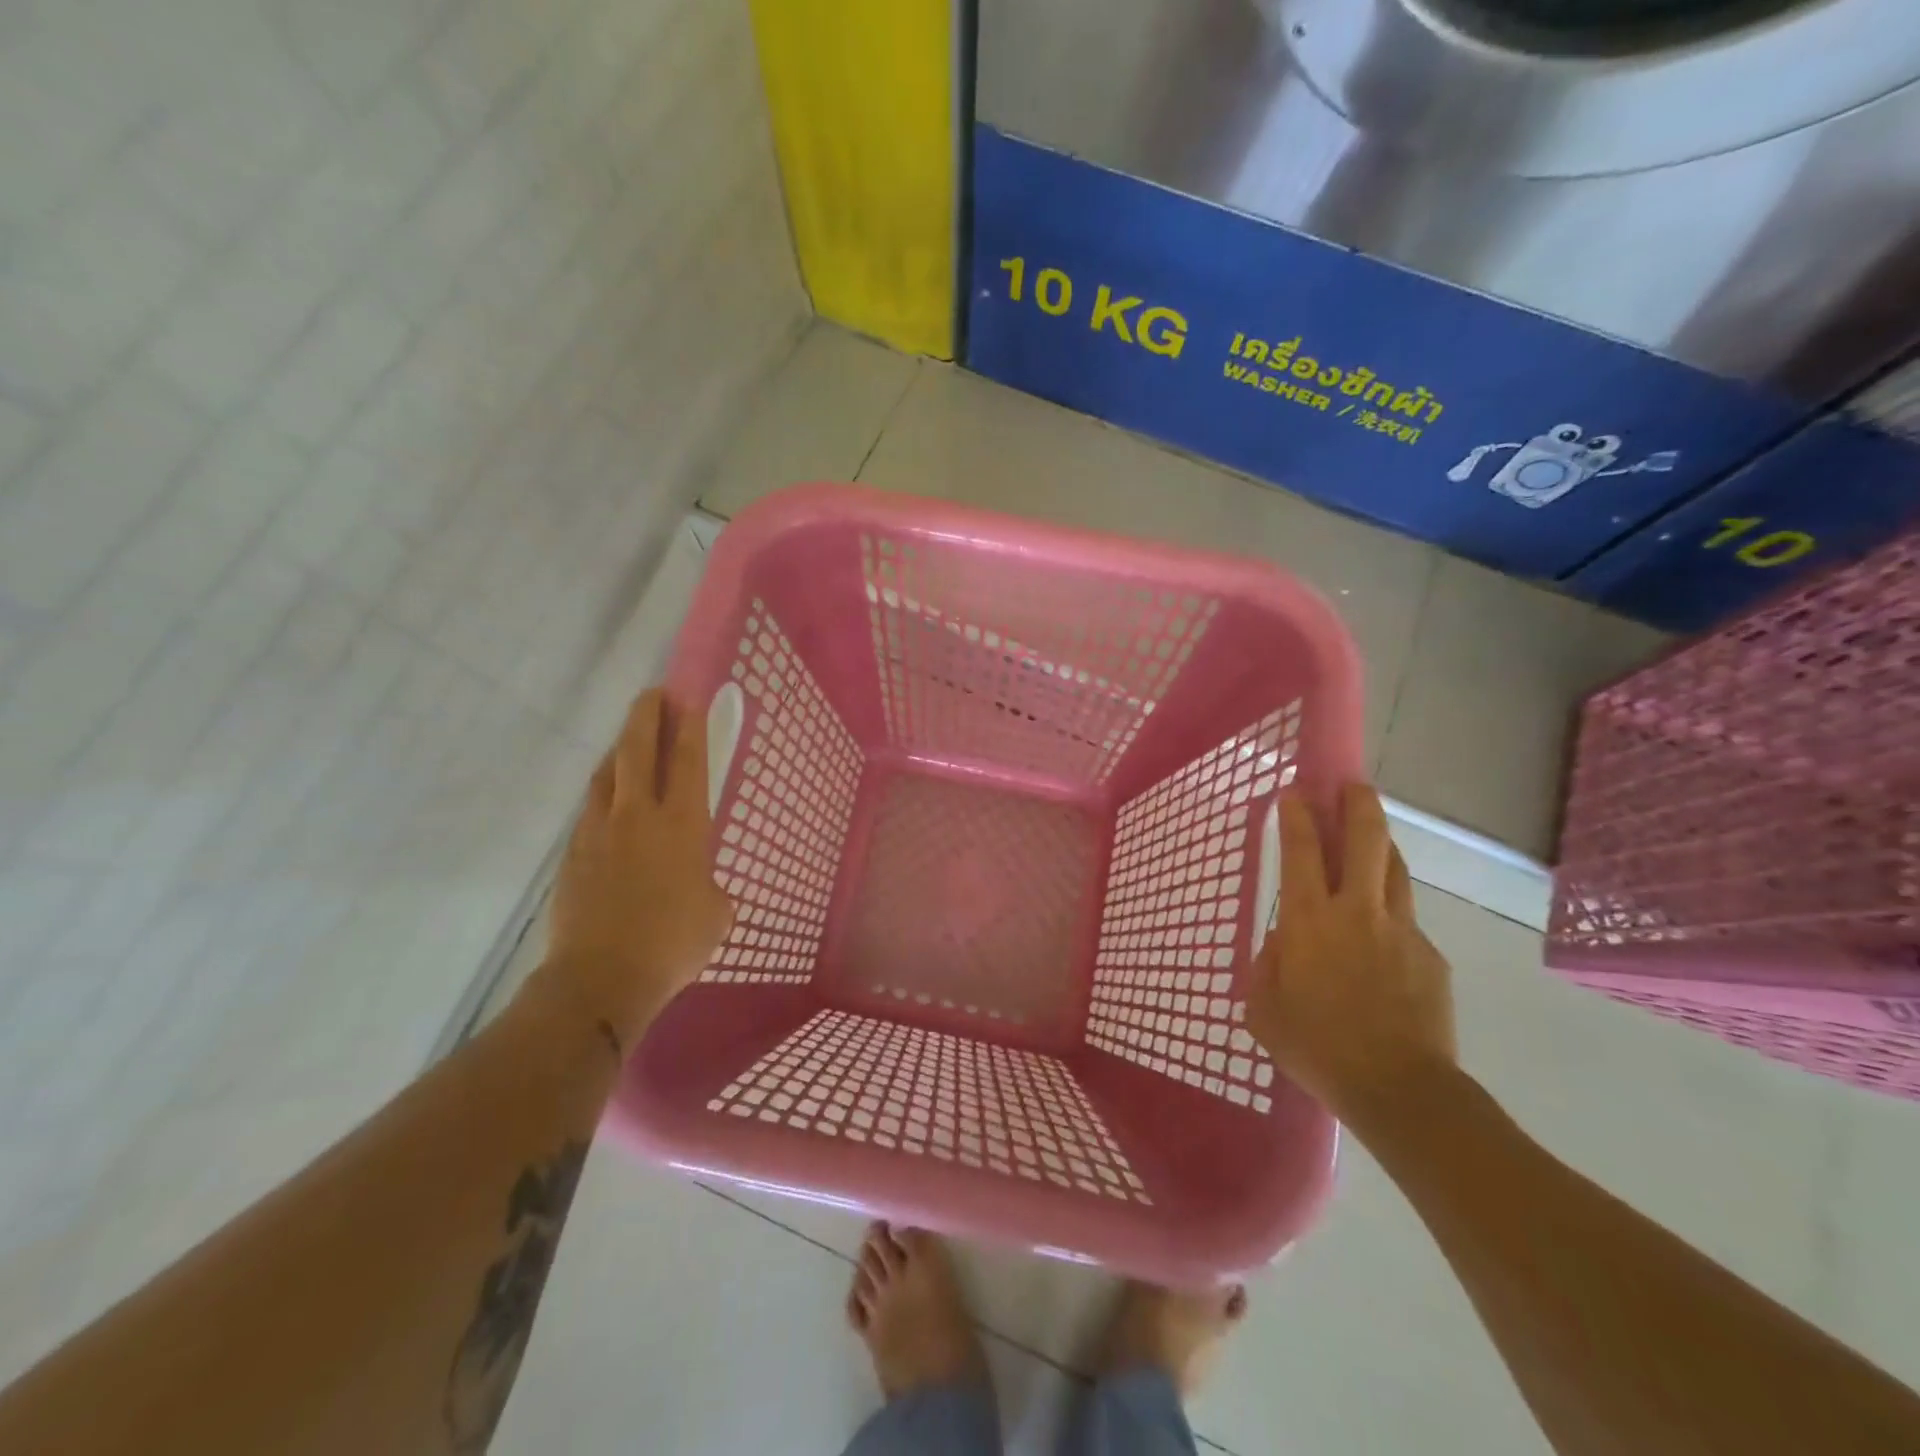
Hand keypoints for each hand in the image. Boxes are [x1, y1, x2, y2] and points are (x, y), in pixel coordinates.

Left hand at [540, 689, 733, 1048]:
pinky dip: (603, 793)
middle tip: (654, 694)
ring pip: (607, 774)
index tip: (688, 698)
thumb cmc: (672, 944)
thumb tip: (701, 887)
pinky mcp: (573, 854)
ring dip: (620, 750)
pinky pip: (590, 809)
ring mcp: (599, 832)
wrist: (600, 978)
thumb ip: (712, 888)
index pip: (688, 762)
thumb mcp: (716, 915)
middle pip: (638, 751)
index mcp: (682, 826)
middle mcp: (638, 816)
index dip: (689, 727)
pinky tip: (608, 802)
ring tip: (629, 740)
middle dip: (647, 716)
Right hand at [1245, 784, 1456, 1132]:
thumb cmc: (1317, 1048)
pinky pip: (1406, 920)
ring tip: (1371, 836)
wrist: (1401, 1091)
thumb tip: (1285, 943)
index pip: (1302, 851)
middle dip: (1358, 804)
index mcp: (1309, 921)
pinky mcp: (1431, 956)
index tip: (1294, 792)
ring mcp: (1401, 931)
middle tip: (1351, 786)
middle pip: (1366, 840)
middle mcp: (1357, 912)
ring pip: (1394, 869)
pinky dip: (1390, 912)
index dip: (1297, 815)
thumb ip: (1268, 965)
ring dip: (1381, 844)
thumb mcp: (1264, 1008)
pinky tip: (1381, 939)